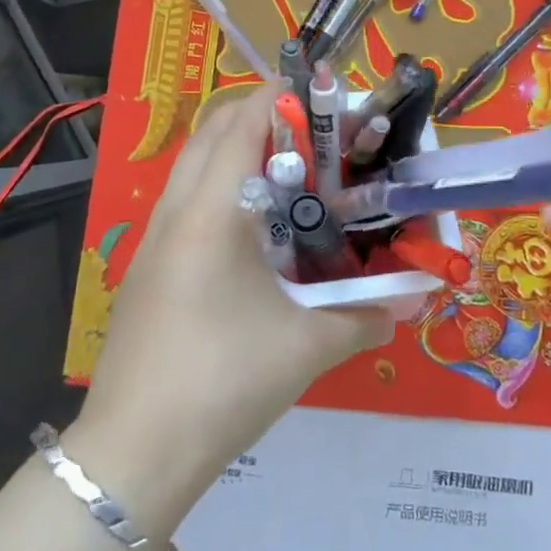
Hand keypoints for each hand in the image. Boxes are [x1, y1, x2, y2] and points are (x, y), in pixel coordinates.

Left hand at [71, 90, 393, 528]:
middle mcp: (176, 210)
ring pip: (193, 164)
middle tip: (311, 132)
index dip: (279, 97)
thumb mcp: (306, 348)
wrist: (134, 454)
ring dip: (236, 150)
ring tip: (290, 174)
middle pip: (211, 130)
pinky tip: (255, 231)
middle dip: (259, 115)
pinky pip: (185, 200)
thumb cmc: (224, 383)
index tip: (321, 96)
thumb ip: (367, 315)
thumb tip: (416, 298)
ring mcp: (154, 238)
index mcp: (212, 212)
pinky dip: (220, 187)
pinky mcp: (147, 267)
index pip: (242, 123)